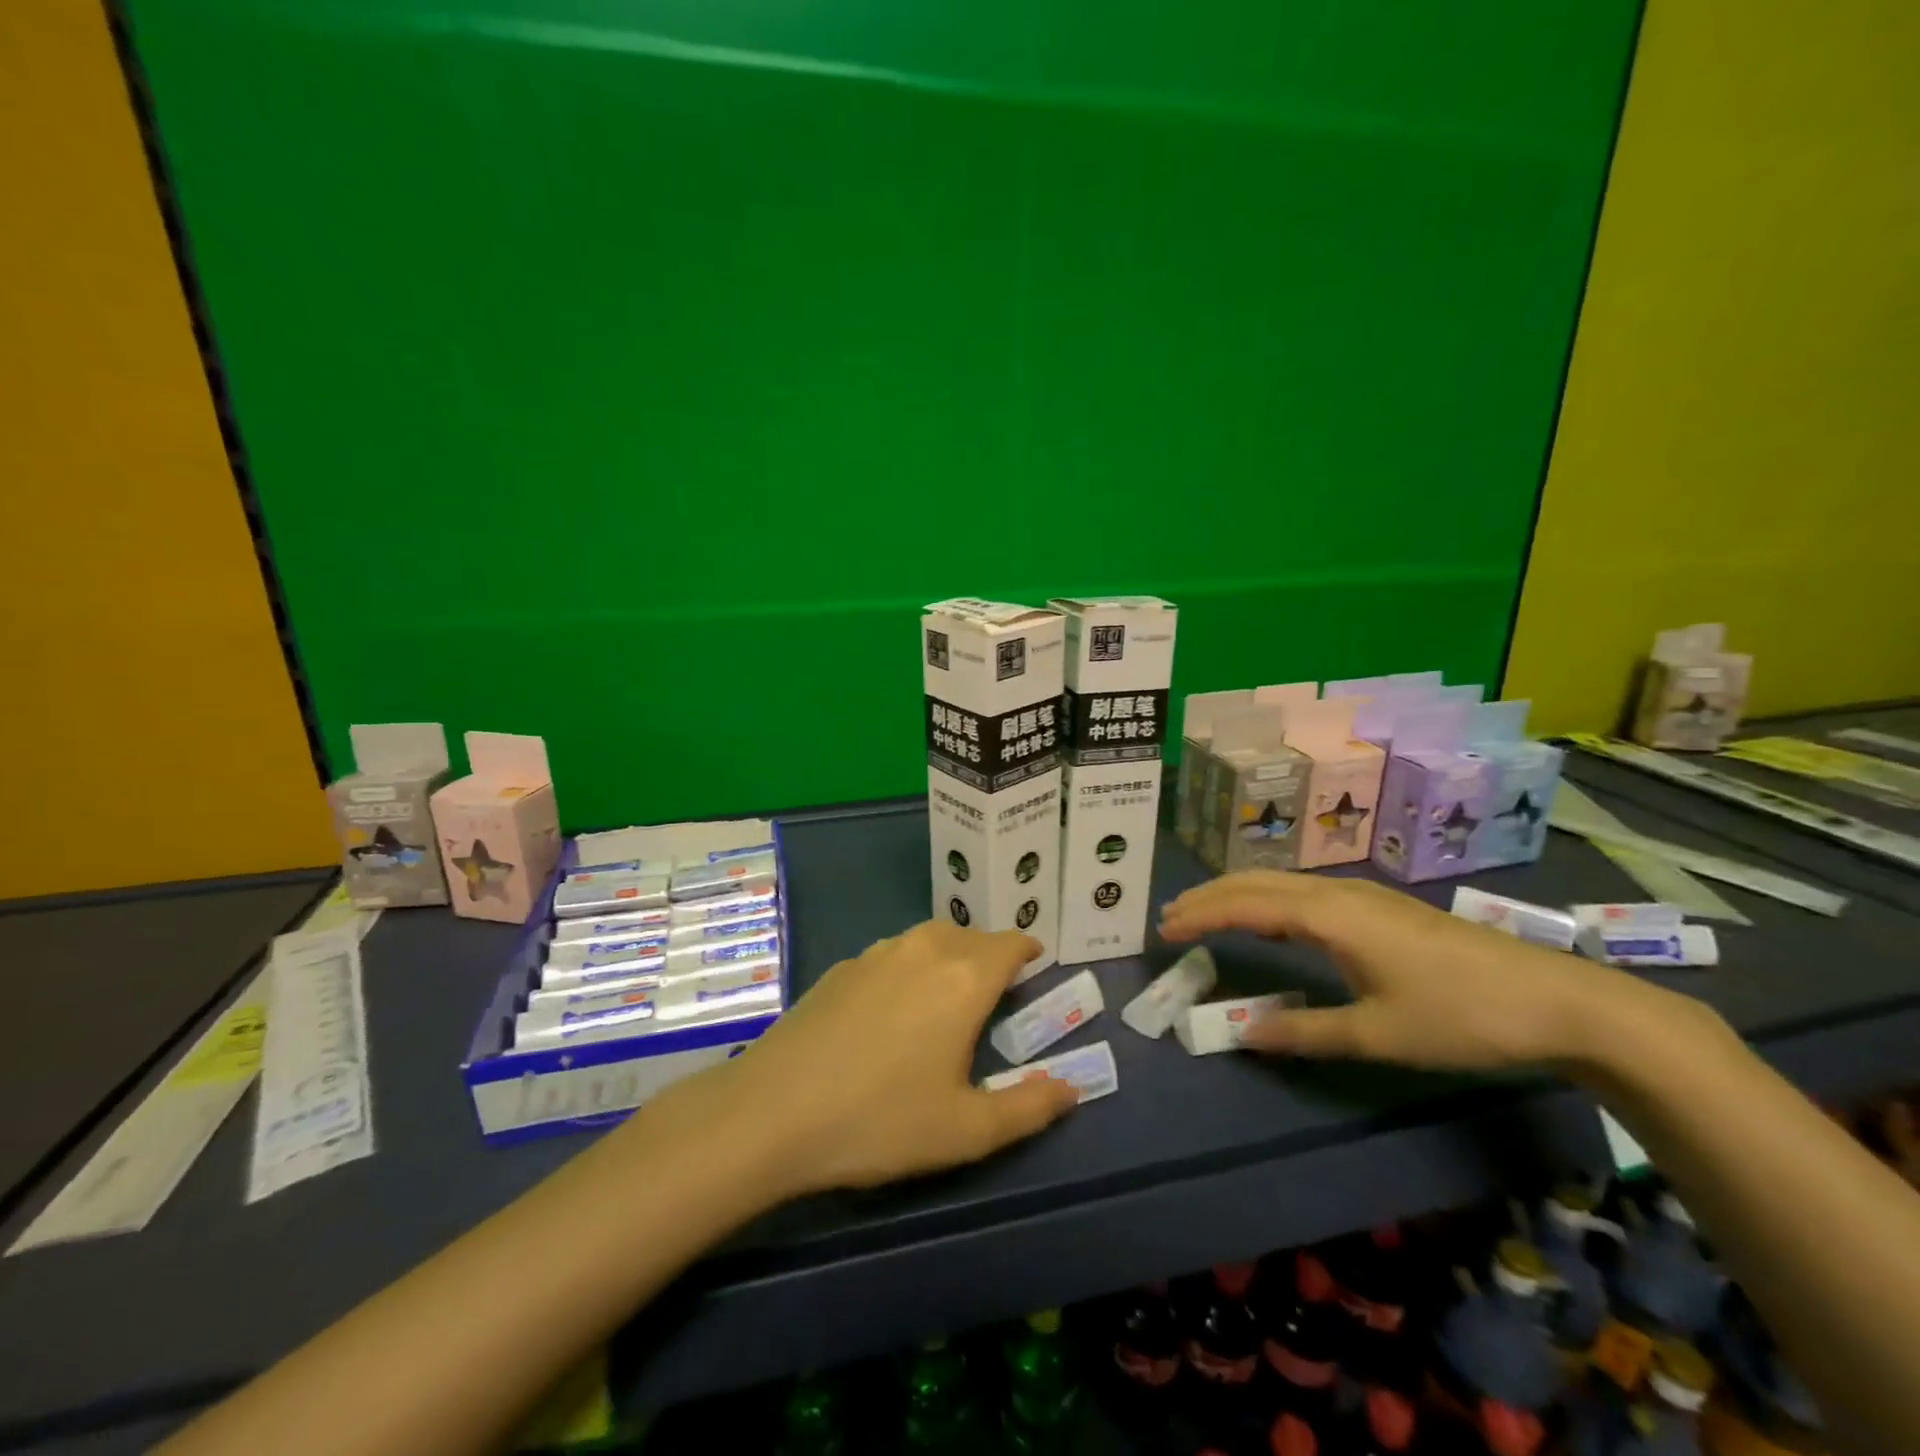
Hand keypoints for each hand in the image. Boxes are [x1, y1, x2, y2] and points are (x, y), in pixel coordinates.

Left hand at [641, 922, 1078, 1198]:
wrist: (772, 1112)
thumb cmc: (880, 1121)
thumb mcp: (966, 1131)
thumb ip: (1028, 1108)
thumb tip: (1071, 1090)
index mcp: (963, 978)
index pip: (1009, 945)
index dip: (1027, 952)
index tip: (1035, 966)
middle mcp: (923, 950)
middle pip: (970, 937)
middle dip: (990, 956)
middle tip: (996, 992)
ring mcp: (876, 954)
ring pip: (929, 939)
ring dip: (949, 955)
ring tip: (948, 995)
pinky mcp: (841, 968)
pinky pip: (892, 954)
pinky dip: (909, 966)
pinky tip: (893, 1008)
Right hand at [1157, 871, 1666, 1070]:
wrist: (1558, 1000)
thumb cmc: (1461, 1016)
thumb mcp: (1378, 1034)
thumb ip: (1305, 1032)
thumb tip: (1242, 1033)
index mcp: (1329, 916)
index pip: (1245, 906)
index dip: (1201, 915)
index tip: (1163, 928)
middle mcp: (1338, 894)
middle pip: (1257, 883)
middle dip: (1209, 896)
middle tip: (1170, 915)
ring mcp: (1362, 896)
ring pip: (1281, 883)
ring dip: (1237, 895)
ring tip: (1205, 914)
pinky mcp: (1380, 908)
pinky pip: (1303, 892)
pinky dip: (1268, 901)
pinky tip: (1270, 923)